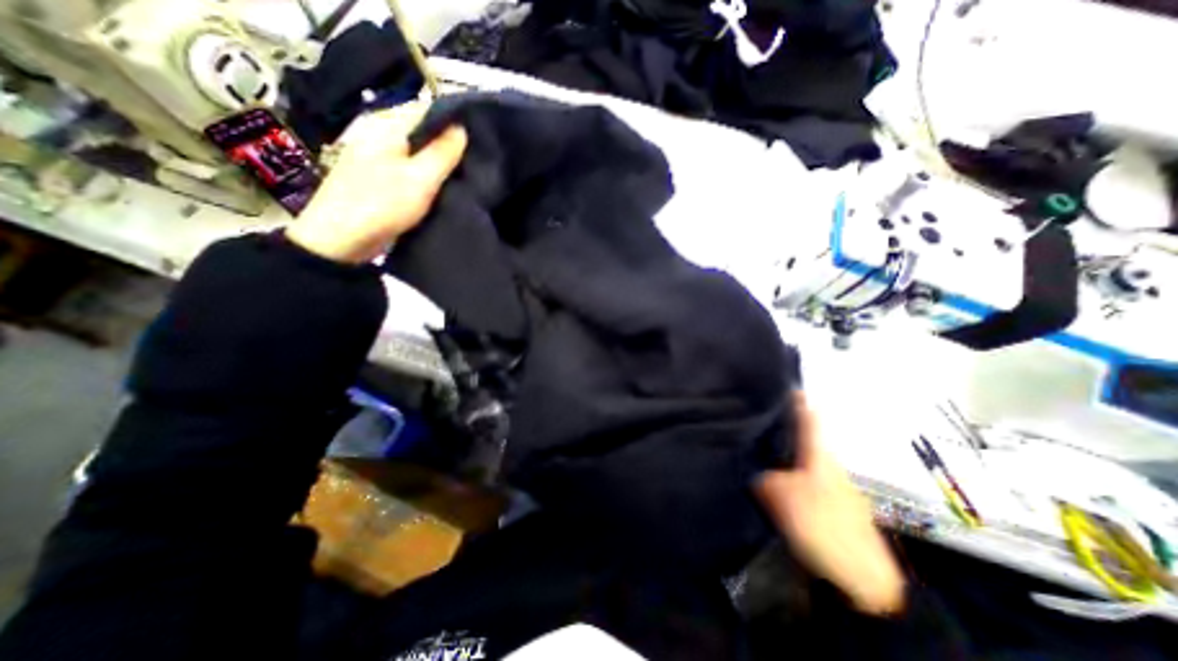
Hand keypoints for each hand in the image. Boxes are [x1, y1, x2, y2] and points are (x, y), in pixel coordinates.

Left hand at [287, 101, 465, 264]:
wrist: (341, 241)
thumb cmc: (382, 205)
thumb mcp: (420, 179)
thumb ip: (442, 153)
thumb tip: (461, 128)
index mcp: (387, 128)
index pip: (427, 112)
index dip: (454, 124)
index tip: (480, 141)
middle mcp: (381, 137)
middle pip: (423, 135)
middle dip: (449, 147)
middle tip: (477, 163)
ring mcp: (378, 160)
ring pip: (418, 155)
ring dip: (440, 165)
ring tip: (467, 177)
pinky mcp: (380, 181)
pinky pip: (411, 172)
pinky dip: (428, 178)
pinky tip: (444, 189)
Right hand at [750, 393, 903, 614]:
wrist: (862, 580)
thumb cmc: (823, 527)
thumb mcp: (782, 497)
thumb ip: (761, 475)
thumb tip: (748, 465)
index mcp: (819, 454)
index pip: (807, 415)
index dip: (794, 396)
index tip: (776, 379)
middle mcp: (825, 461)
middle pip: (801, 431)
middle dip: (779, 418)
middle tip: (752, 409)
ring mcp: (826, 482)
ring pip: (798, 452)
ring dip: (780, 442)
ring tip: (753, 435)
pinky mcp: (824, 500)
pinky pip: (797, 471)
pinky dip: (782, 464)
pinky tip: (766, 469)